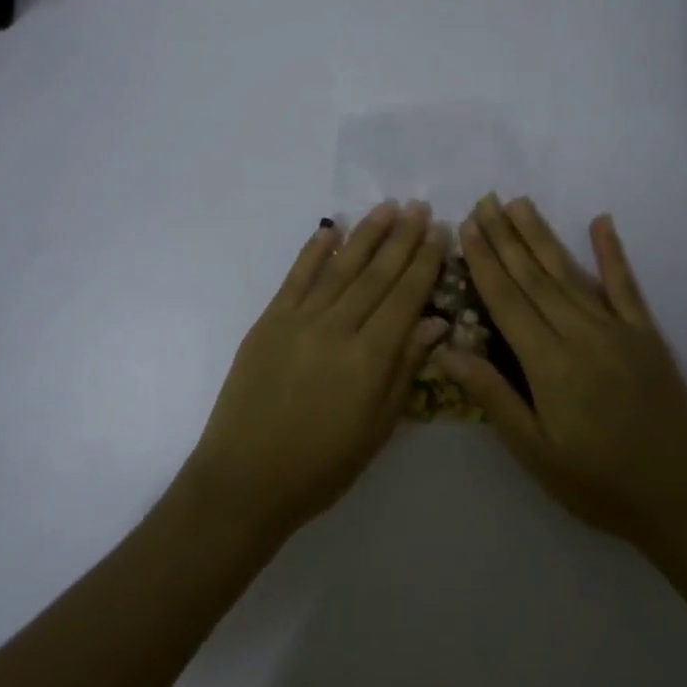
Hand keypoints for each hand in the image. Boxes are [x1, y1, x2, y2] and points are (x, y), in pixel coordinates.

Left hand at [177, 201, 448, 540]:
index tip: (440, 233)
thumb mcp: (378, 426)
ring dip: (366, 235)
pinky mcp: (269, 321)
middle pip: (376, 274)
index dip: (425, 263)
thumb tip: (435, 320)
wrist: (245, 478)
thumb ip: (405, 367)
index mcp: (369, 358)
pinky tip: (331, 230)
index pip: (405, 297)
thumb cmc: (322, 465)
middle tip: (420, 208)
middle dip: (402, 239)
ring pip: (340, 267)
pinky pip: (297, 278)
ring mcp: (299, 320)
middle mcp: (336, 328)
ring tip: (387, 208)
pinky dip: (314, 251)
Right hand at [444, 196, 686, 550]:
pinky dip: (611, 252)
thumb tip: (447, 349)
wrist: (681, 500)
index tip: (466, 227)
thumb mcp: (535, 451)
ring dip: (542, 236)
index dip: (483, 261)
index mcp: (549, 363)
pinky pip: (625, 285)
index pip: (506, 300)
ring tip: (520, 203)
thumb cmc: (597, 482)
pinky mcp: (646, 334)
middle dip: (505, 237)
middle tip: (485, 201)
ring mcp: (618, 329)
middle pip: (534, 276)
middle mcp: (581, 333)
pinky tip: (601, 221)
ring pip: (569, 273)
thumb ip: (493, 395)